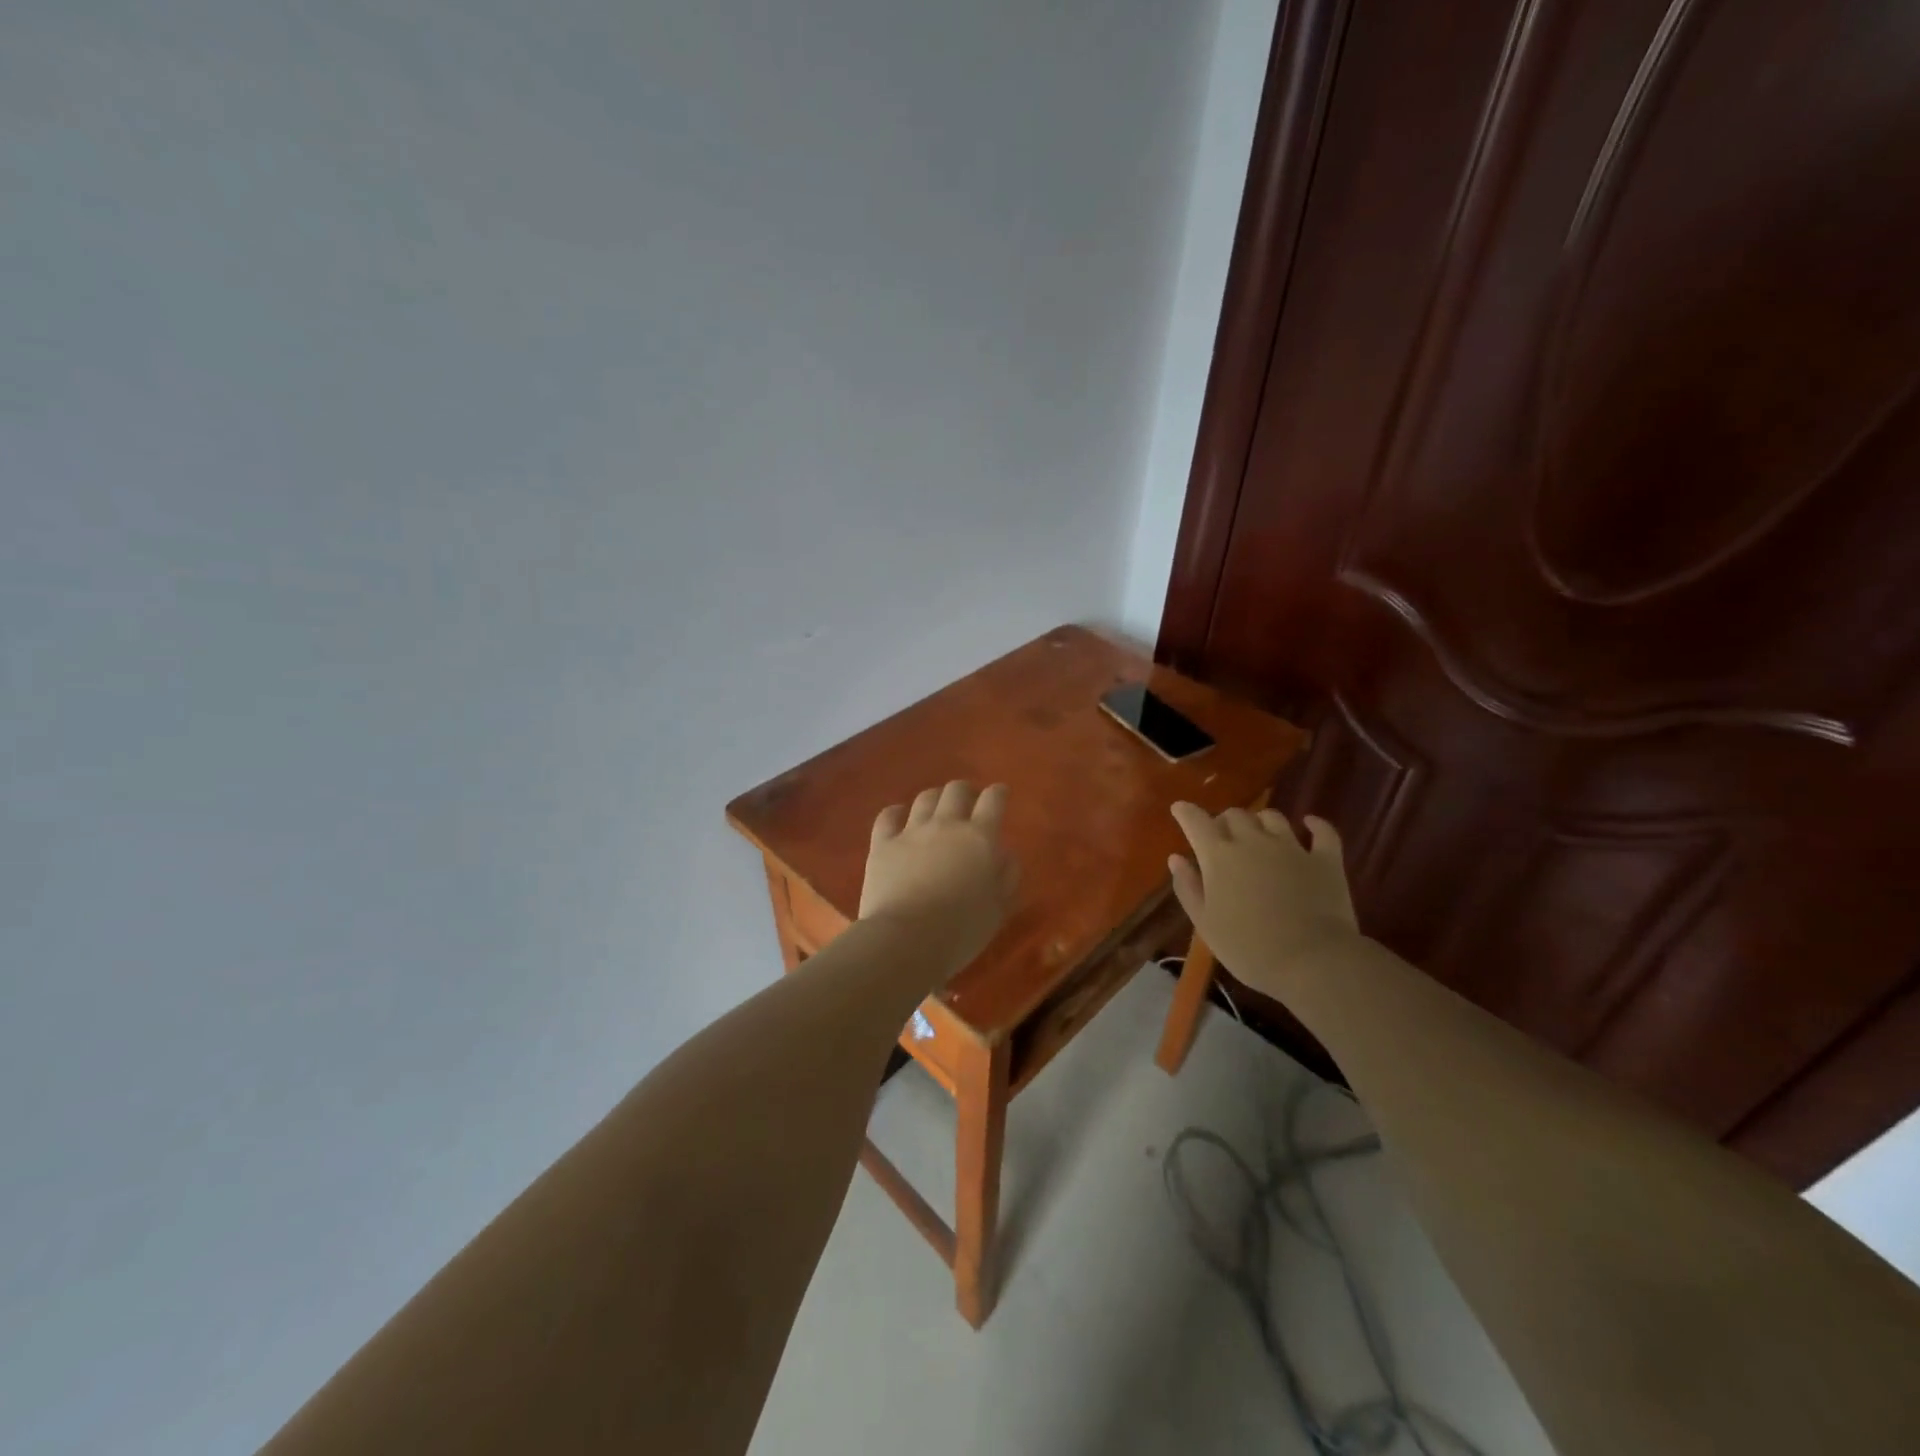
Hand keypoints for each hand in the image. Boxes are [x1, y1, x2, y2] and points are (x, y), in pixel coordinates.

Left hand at [860, 782, 1018, 977]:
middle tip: (968, 802)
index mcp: (979, 838)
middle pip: (956, 790)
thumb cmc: (961, 931)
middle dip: (965, 791)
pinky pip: (888, 815)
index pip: (993, 800)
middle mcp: (946, 825)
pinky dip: (896, 812)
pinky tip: (899, 817)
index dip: (999, 793)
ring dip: (935, 799)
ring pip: (925, 798)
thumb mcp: (998, 909)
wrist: (906, 941)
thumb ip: (1006, 876)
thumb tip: (1004, 854)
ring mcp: (911, 831)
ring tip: (937, 809)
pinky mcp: (882, 844)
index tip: (1000, 794)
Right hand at [1167, 803, 1360, 996]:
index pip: (1196, 821)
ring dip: (1261, 821)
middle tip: (1222, 837)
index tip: (1180, 809)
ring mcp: (1292, 847)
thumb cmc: (1248, 947)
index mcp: (1219, 856)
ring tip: (1259, 833)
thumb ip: (1188, 887)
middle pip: (1235, 815)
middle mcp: (1253, 841)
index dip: (1186, 812)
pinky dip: (1315, 825)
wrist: (1312, 961)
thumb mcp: (1205, 923)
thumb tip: (1176, 858)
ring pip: (1272, 817)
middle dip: (1224, 821)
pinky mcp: (1325, 860)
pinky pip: (1323, 832)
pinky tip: (1309, 824)